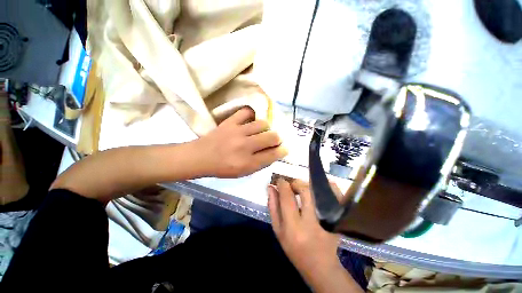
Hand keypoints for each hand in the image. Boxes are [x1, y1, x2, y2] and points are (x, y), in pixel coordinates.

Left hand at [194, 107, 287, 177]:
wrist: (201, 156)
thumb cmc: (223, 168)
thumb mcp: (243, 172)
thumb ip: (260, 163)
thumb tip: (274, 152)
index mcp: (248, 163)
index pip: (272, 155)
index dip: (282, 151)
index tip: (285, 148)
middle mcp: (245, 146)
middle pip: (271, 137)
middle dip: (277, 138)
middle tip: (274, 140)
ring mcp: (237, 132)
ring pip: (262, 123)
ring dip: (266, 128)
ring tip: (262, 131)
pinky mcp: (230, 122)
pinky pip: (246, 112)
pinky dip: (252, 115)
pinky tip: (252, 120)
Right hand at [268, 179, 362, 292]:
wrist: (320, 265)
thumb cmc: (294, 249)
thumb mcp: (278, 230)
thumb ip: (273, 207)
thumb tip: (271, 187)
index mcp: (294, 227)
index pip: (287, 197)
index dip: (282, 184)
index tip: (280, 181)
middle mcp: (312, 222)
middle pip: (305, 191)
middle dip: (296, 183)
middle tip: (291, 185)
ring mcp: (328, 220)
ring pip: (319, 191)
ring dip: (307, 185)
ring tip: (301, 189)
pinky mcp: (338, 219)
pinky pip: (335, 196)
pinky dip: (327, 187)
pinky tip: (318, 188)